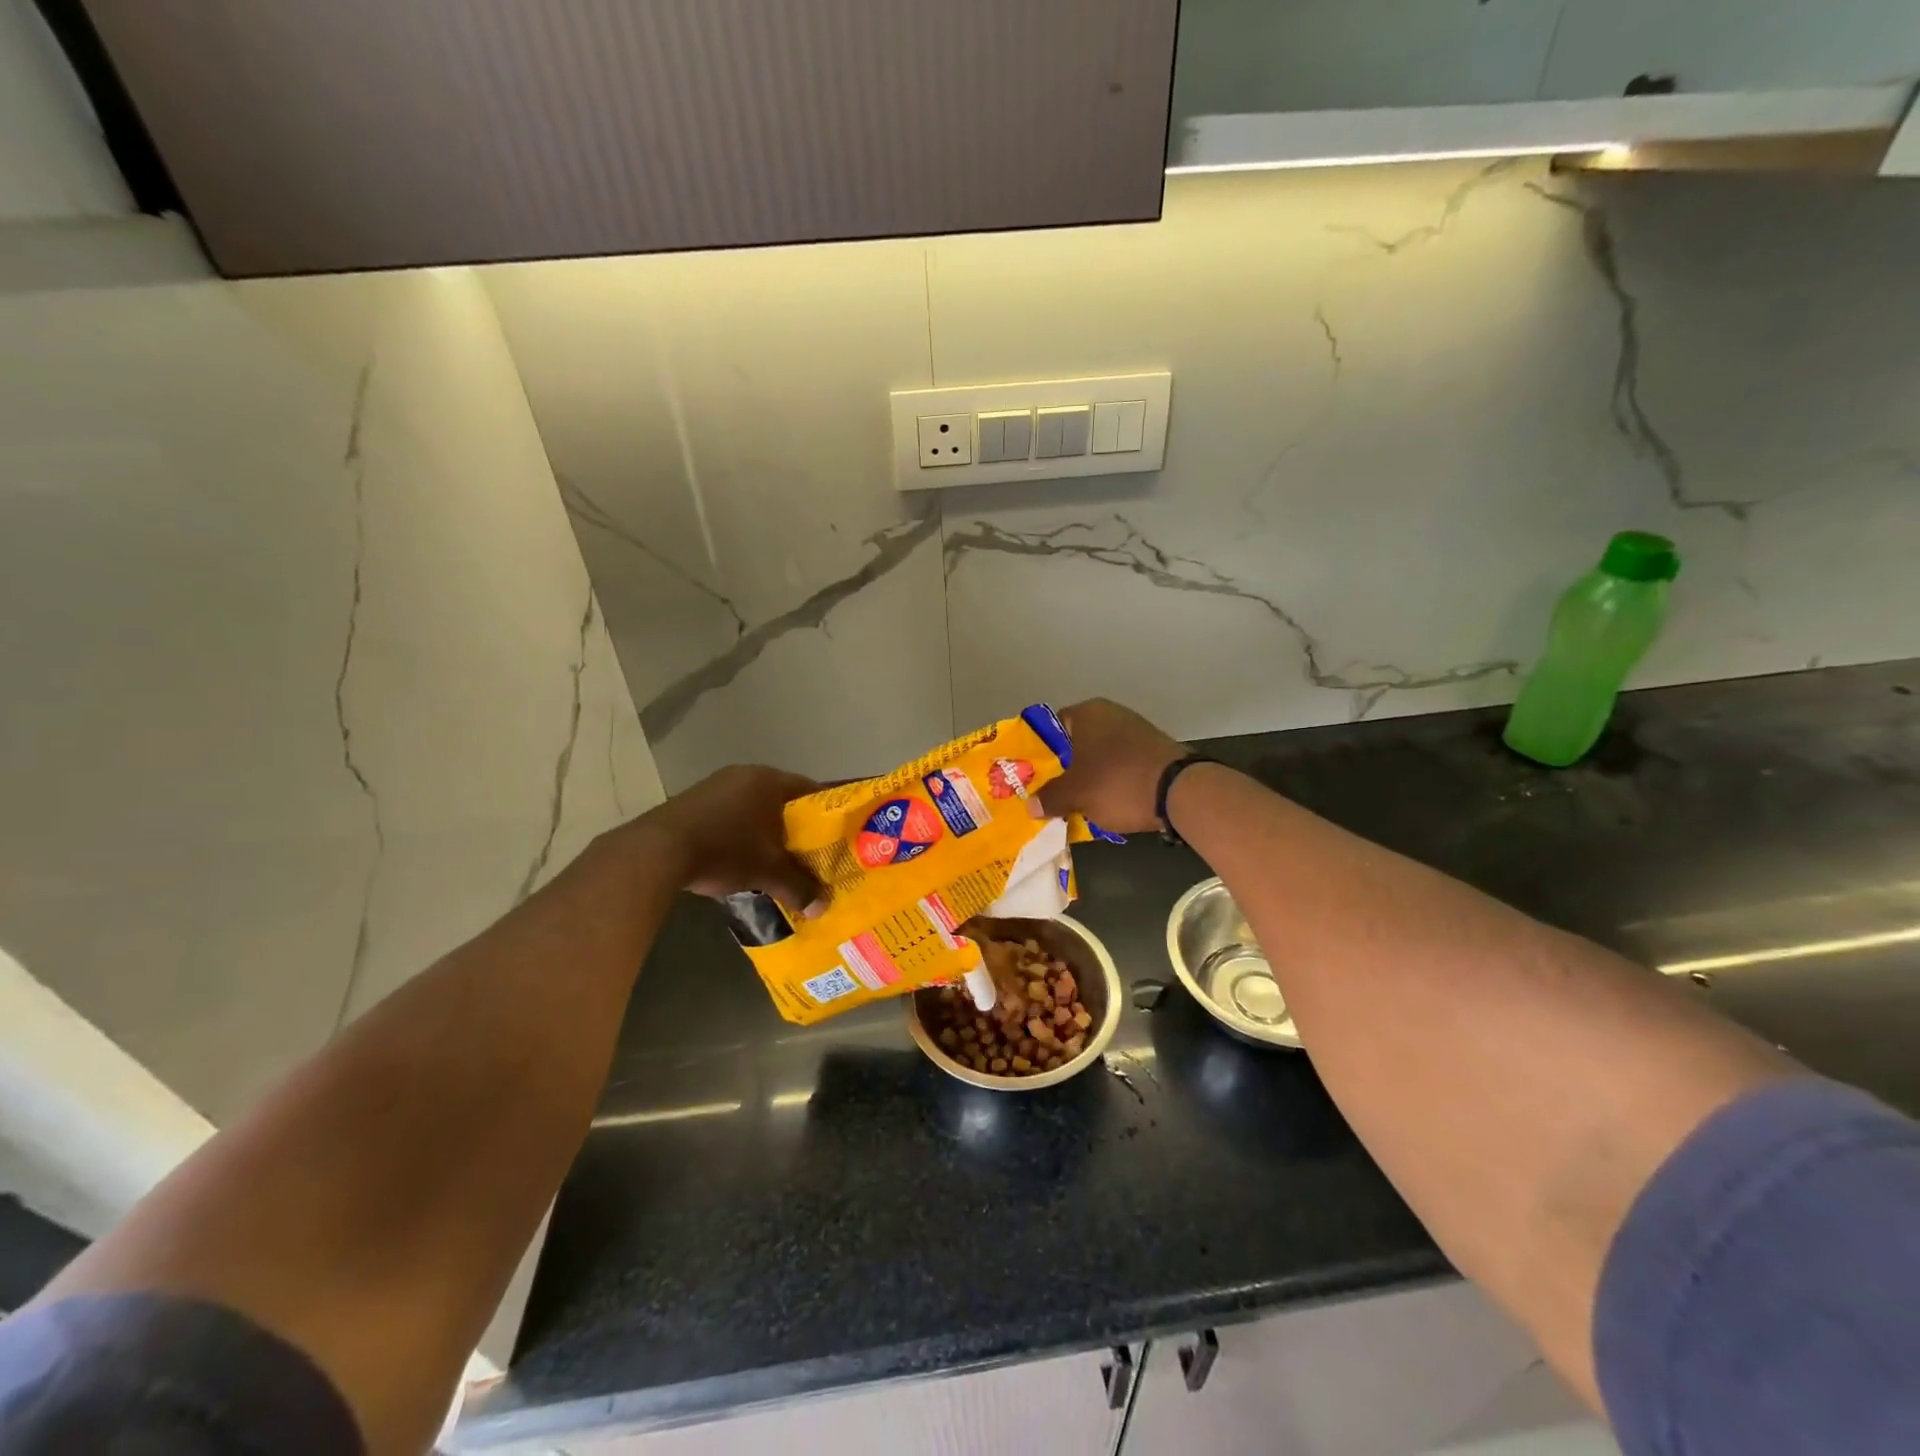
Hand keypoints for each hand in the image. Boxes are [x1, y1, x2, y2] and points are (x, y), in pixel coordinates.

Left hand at [639, 765, 820, 912]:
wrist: (658, 851)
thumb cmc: (726, 850)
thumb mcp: (768, 872)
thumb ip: (799, 887)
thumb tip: (822, 908)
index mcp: (770, 781)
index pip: (811, 790)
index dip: (827, 813)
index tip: (836, 834)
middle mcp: (745, 774)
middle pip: (782, 799)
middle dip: (796, 825)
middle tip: (809, 850)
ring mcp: (716, 785)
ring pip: (754, 806)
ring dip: (765, 829)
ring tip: (776, 856)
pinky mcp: (693, 801)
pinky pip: (730, 813)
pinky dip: (740, 831)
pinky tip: (740, 855)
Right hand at [1039, 699, 1185, 834]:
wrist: (1180, 792)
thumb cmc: (1117, 783)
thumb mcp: (1076, 794)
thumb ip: (1050, 797)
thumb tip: (1031, 805)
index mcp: (1088, 713)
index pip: (1052, 727)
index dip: (1040, 752)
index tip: (1032, 775)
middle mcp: (1111, 714)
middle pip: (1077, 742)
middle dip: (1064, 768)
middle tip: (1050, 793)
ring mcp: (1136, 731)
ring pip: (1100, 755)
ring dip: (1089, 776)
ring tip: (1076, 802)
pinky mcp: (1154, 751)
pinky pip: (1121, 765)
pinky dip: (1112, 781)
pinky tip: (1106, 802)